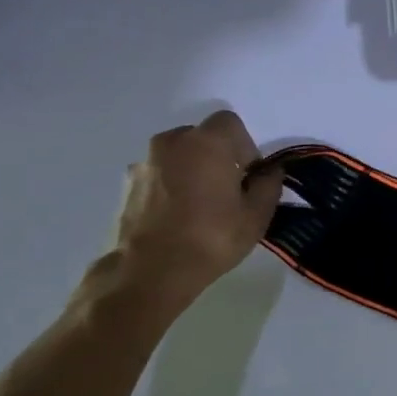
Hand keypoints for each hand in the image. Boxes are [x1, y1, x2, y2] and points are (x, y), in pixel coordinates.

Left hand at [109, 111, 282, 306]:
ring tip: (199, 206)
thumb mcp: (257, 215)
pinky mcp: (126, 185)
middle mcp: (171, 143)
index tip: (248, 175)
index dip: (245, 146)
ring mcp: (144, 163)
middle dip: (218, 156)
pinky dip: (170, 185)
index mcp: (207, 143)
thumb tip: (270, 171)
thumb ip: (269, 184)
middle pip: (202, 137)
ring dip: (192, 170)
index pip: (230, 123)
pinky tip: (176, 217)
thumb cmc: (211, 238)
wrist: (149, 272)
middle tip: (227, 189)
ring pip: (178, 155)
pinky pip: (158, 174)